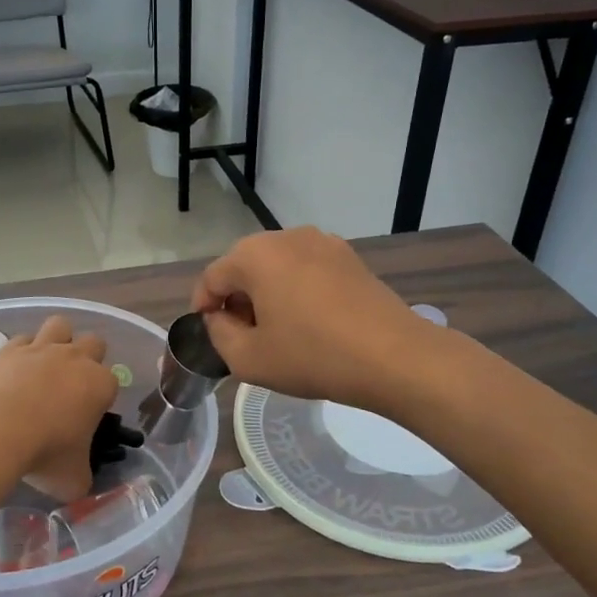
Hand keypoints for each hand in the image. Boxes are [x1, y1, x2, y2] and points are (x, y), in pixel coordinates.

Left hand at [0, 316, 119, 500]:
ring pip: (60, 325)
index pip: (112, 382)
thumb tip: (79, 481)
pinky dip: (21, 351)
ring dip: (58, 340)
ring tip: (47, 364)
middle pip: (94, 342)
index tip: (88, 416)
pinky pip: (22, 339)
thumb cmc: (46, 454)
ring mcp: (43, 349)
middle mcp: (77, 359)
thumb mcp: (74, 479)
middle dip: (88, 358)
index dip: (102, 397)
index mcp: (101, 385)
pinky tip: (15, 369)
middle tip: (72, 385)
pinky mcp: (11, 349)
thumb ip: (83, 476)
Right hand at [192, 228, 434, 413]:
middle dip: (235, 298)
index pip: (212, 277)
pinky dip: (295, 290)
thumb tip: (219, 318)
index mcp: (255, 255)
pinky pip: (306, 269)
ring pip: (277, 266)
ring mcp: (323, 242)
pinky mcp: (349, 257)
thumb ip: (218, 334)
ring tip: (275, 330)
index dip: (202, 306)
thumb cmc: (313, 356)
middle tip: (241, 335)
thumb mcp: (248, 359)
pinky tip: (307, 322)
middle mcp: (286, 237)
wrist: (394, 356)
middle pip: (244, 266)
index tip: (208, 333)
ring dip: (266, 293)